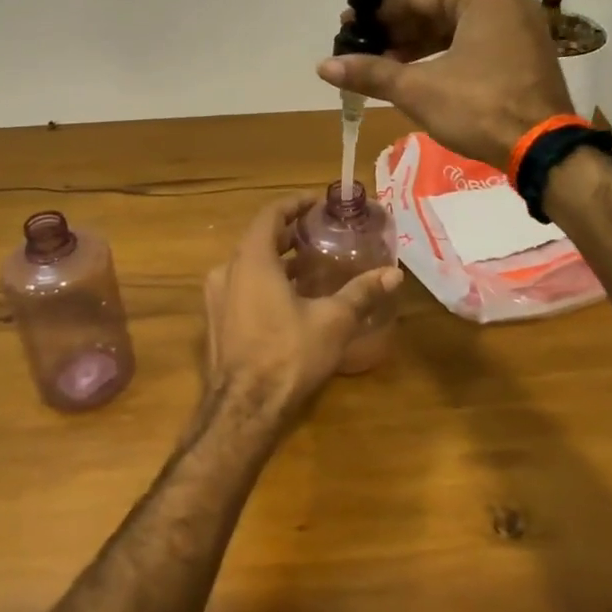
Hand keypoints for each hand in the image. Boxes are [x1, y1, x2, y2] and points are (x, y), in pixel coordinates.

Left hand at [201, 193, 402, 426]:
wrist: (243, 411)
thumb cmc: (288, 355)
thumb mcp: (333, 321)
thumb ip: (361, 292)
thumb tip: (394, 274)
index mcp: (251, 260)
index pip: (270, 215)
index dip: (294, 204)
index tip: (317, 201)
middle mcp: (227, 271)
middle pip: (259, 239)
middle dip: (289, 232)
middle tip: (320, 231)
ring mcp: (217, 298)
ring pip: (249, 265)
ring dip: (278, 260)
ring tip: (312, 264)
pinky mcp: (217, 322)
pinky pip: (242, 287)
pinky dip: (265, 281)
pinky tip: (291, 298)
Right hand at [316, 0, 573, 168]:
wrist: (543, 151)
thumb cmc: (481, 109)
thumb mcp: (419, 90)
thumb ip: (371, 73)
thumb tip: (323, 66)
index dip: (375, 15)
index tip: (346, 30)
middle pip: (435, 9)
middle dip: (396, 33)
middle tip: (360, 51)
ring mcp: (519, 25)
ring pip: (454, 28)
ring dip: (416, 48)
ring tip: (381, 67)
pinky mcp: (524, 52)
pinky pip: (474, 43)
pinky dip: (443, 57)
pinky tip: (415, 75)